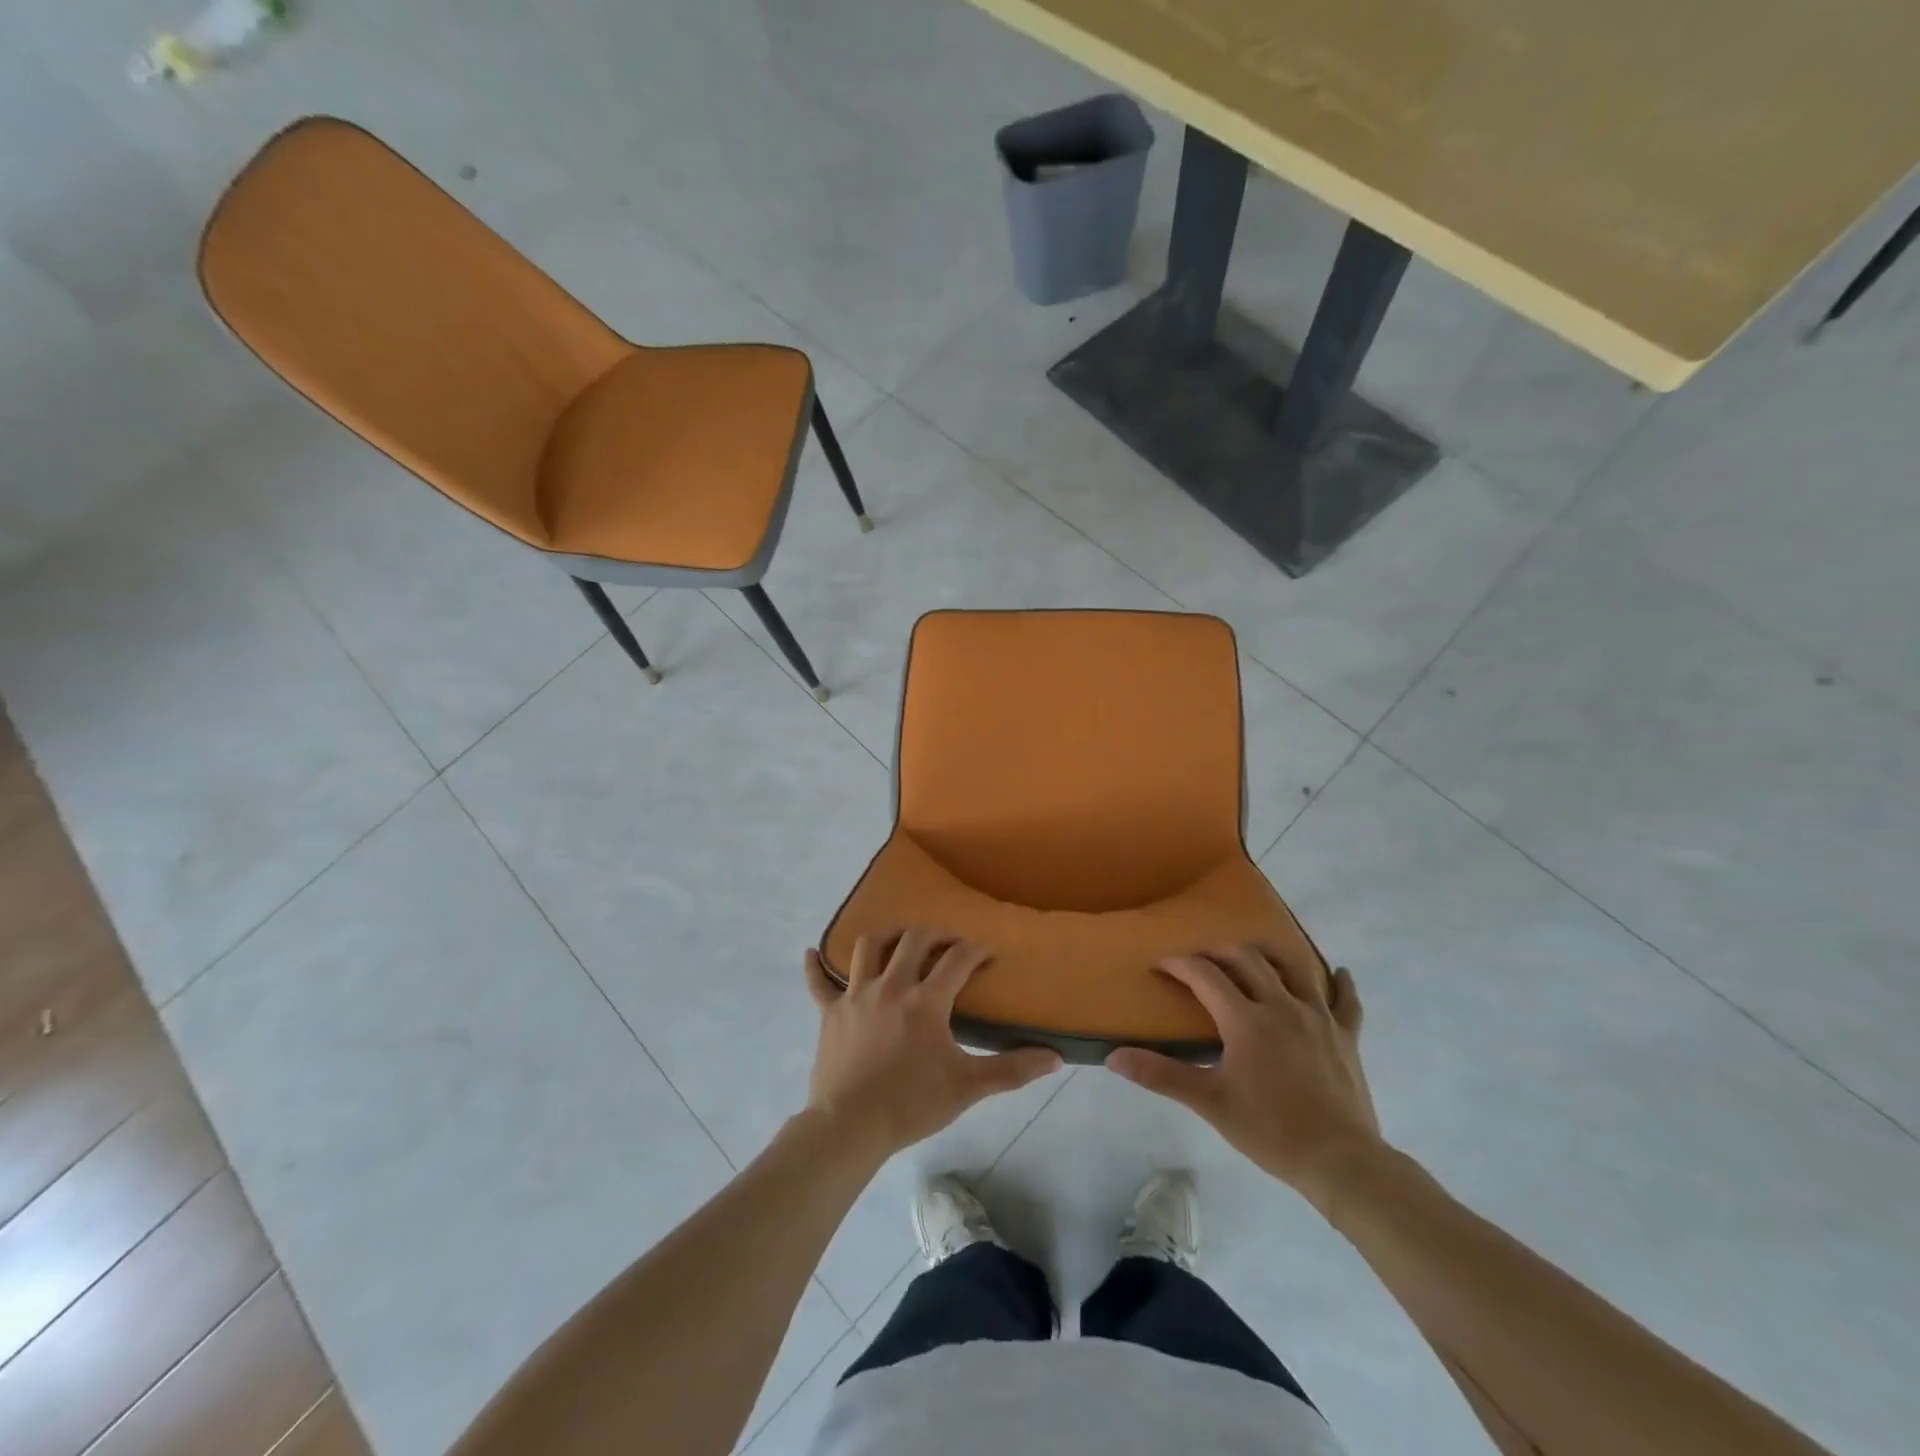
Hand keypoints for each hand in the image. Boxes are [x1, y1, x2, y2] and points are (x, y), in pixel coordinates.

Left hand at [804, 931, 1060, 1161]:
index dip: (976, 951)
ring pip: (868, 947)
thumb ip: (1012, 1070)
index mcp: (925, 999)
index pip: (957, 960)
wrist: (850, 1127)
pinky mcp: (830, 1012)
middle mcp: (891, 985)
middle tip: (949, 942)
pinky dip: (815, 966)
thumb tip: (1055, 1058)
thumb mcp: (967, 1087)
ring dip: (887, 936)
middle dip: (936, 934)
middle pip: (914, 941)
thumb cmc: (911, 1103)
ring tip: (900, 938)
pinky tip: (812, 953)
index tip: (987, 954)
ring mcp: (855, 995)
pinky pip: (818, 982)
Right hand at [1106, 945, 1382, 1210]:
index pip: (1204, 975)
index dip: (1179, 964)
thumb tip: (1114, 1057)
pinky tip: (1339, 974)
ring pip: (1294, 967)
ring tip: (1254, 955)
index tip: (1160, 964)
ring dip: (1270, 954)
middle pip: (1246, 958)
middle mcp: (1281, 1004)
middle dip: (1218, 952)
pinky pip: (1346, 1000)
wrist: (1340, 1161)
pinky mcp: (1346, 1035)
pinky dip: (1340, 983)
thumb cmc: (1270, 1130)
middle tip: (1200, 960)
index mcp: (1246, 1018)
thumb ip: (1161, 1075)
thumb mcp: (1209, 1102)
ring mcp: (1319, 1016)